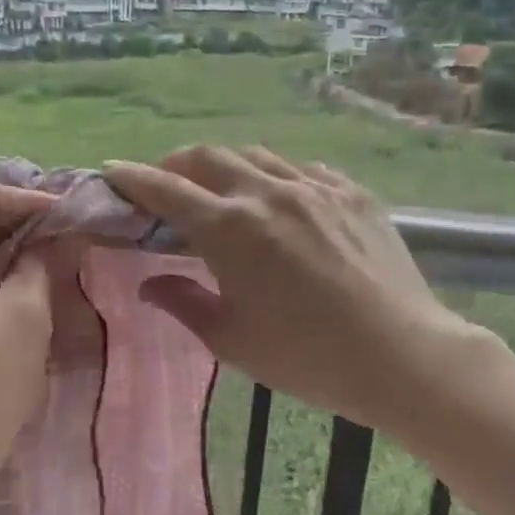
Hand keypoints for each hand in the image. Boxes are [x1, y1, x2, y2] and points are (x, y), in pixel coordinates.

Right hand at [104, 147, 496, 441]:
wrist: (401, 355)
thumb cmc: (306, 358)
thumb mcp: (231, 340)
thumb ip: (183, 303)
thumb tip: (150, 284)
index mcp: (230, 229)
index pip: (167, 190)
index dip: (133, 179)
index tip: (112, 173)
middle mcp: (268, 193)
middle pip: (208, 157)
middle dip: (176, 164)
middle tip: (166, 186)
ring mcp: (316, 188)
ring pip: (257, 155)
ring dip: (227, 166)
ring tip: (222, 190)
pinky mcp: (353, 194)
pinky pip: (304, 170)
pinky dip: (277, 177)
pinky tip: (281, 200)